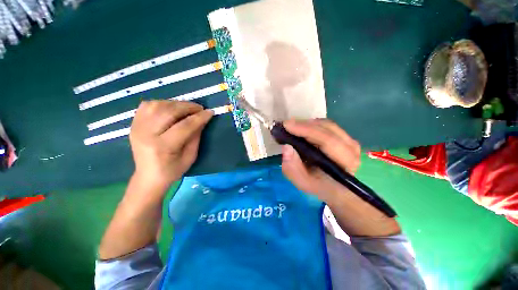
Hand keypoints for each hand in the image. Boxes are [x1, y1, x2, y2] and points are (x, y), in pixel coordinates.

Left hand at [129, 100, 212, 187]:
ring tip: (186, 108)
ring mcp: (137, 127)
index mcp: (163, 147)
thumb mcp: (190, 156)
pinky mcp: (133, 124)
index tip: (210, 112)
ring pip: (157, 105)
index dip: (199, 117)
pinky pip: (147, 106)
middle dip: (188, 107)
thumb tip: (202, 120)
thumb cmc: (173, 170)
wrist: (148, 176)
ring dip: (175, 103)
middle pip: (169, 112)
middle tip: (199, 109)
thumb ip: (196, 136)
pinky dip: (161, 103)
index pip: (184, 126)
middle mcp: (146, 134)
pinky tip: (170, 109)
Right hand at [281, 119, 360, 201]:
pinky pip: (329, 126)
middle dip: (305, 125)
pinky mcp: (346, 138)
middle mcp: (352, 151)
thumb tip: (286, 147)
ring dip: (309, 123)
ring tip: (293, 126)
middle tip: (287, 125)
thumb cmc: (317, 185)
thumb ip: (292, 168)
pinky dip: (314, 125)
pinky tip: (303, 128)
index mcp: (344, 165)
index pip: (328, 141)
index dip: (307, 130)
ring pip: (329, 125)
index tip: (287, 125)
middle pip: (328, 129)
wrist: (333, 187)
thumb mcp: (301, 182)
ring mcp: (351, 143)